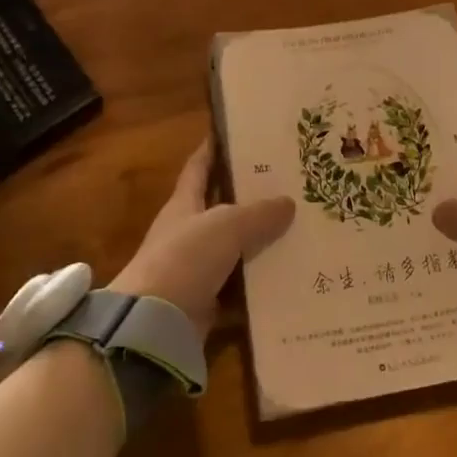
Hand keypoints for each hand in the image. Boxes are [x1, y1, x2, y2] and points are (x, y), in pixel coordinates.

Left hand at [110, 139, 294, 332]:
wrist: (154, 324)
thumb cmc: (185, 258)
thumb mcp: (226, 225)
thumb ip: (258, 213)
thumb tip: (288, 203)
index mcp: (185, 204)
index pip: (199, 167)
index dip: (213, 149)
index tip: (235, 132)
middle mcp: (189, 232)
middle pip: (223, 206)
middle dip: (252, 195)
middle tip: (289, 182)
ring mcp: (197, 268)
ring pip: (236, 247)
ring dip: (262, 240)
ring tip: (301, 226)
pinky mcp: (207, 300)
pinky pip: (241, 286)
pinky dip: (261, 282)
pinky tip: (292, 274)